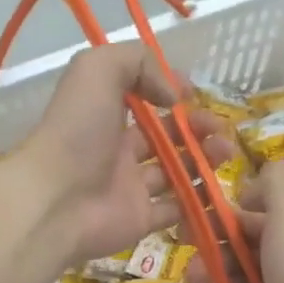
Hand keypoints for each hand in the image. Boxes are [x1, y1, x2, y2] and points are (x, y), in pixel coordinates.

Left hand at [15, 42, 232, 264]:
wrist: (57, 201)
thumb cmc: (77, 131)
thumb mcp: (99, 70)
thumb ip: (138, 62)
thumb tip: (174, 94)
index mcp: (105, 114)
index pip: (142, 100)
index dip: (169, 94)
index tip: (193, 94)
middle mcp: (117, 151)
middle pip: (165, 138)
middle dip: (196, 129)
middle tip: (220, 128)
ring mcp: (130, 188)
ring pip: (175, 172)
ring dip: (204, 160)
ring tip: (226, 152)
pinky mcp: (141, 220)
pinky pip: (175, 211)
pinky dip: (198, 202)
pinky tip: (218, 188)